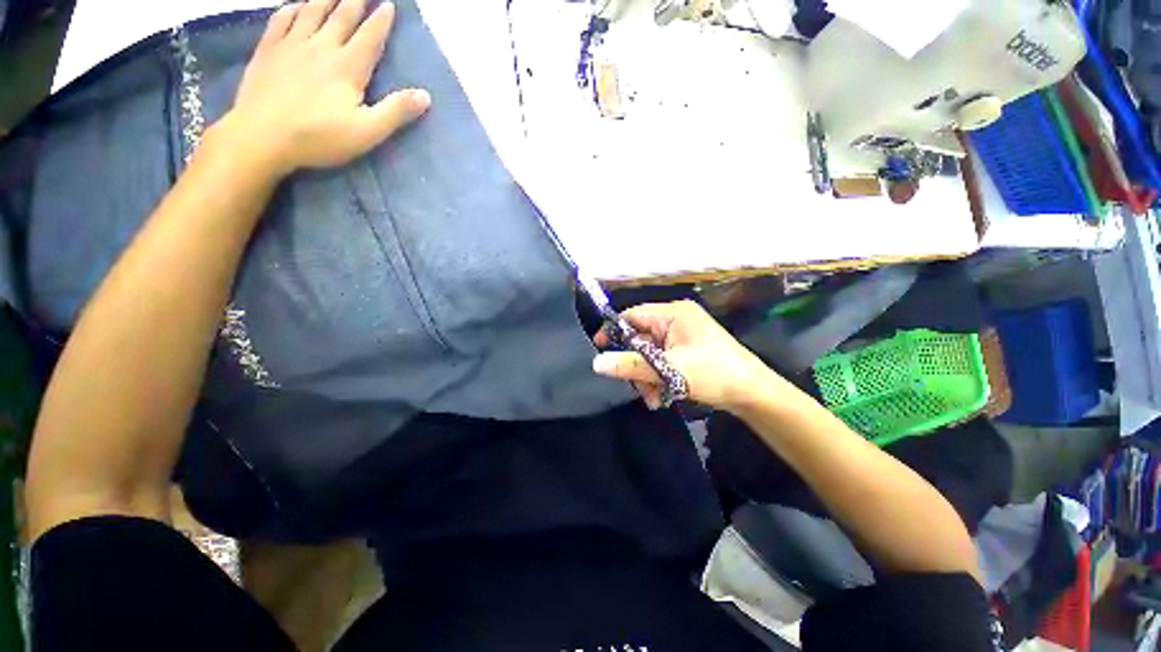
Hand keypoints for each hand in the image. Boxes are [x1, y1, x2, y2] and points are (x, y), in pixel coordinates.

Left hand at [215, 0, 430, 176]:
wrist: (261, 136)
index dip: (381, 20)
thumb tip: (425, 96)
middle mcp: (320, 47)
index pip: (369, 36)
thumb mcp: (367, 132)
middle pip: (341, 16)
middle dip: (355, 0)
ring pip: (311, 11)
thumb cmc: (319, 137)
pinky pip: (280, 20)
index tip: (389, 5)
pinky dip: (291, 9)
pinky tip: (295, 6)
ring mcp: (291, 46)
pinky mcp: (267, 51)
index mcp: (347, 66)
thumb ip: (396, 112)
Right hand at [592, 300, 785, 411]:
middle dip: (636, 365)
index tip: (600, 349)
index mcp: (673, 314)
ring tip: (653, 398)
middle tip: (637, 387)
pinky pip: (662, 360)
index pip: (632, 315)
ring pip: (650, 353)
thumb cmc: (712, 373)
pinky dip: (659, 377)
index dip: (614, 331)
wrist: (753, 394)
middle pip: (640, 338)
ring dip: (647, 376)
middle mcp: (676, 321)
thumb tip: (597, 363)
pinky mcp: (688, 351)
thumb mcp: (667, 370)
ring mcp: (683, 337)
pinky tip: (662, 396)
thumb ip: (630, 365)